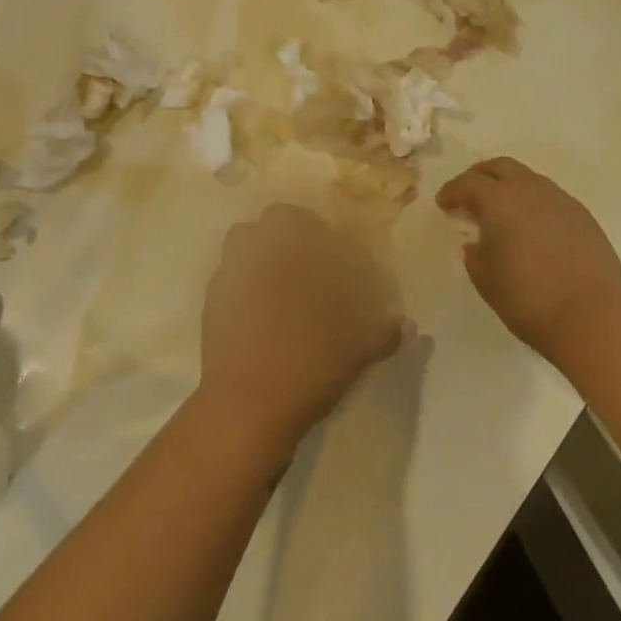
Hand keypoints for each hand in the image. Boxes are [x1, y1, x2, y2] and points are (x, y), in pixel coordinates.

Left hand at [199, 204, 408, 458]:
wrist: (249, 401)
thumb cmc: (311, 365)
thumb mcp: (359, 350)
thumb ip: (384, 331)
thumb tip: (407, 325)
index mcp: (303, 252)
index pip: (319, 224)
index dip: (333, 237)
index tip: (343, 257)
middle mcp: (266, 249)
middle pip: (279, 218)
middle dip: (295, 230)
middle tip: (312, 261)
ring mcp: (234, 269)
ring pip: (247, 237)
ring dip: (264, 246)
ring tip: (281, 277)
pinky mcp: (213, 295)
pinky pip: (230, 270)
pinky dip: (245, 276)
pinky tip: (257, 306)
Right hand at [436, 157, 620, 365]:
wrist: (596, 318)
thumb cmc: (529, 299)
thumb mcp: (487, 280)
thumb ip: (475, 256)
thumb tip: (476, 244)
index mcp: (499, 201)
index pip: (468, 183)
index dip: (452, 191)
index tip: (443, 204)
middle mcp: (530, 190)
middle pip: (500, 167)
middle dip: (480, 176)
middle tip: (469, 195)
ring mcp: (561, 201)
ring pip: (528, 179)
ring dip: (509, 187)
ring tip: (501, 212)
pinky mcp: (584, 217)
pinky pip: (550, 197)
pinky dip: (533, 203)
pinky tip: (531, 227)